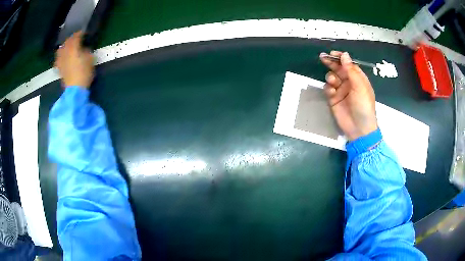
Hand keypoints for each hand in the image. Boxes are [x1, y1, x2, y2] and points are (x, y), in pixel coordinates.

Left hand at [55, 31, 94, 88]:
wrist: (75, 89)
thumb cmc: (84, 72)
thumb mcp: (90, 59)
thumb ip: (86, 50)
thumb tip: (83, 48)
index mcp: (73, 47)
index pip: (76, 36)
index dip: (80, 33)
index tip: (84, 32)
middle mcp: (65, 52)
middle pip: (67, 41)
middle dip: (71, 38)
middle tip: (76, 38)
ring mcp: (61, 60)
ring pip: (61, 49)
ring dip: (64, 46)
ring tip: (68, 46)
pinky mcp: (59, 68)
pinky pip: (58, 59)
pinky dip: (60, 55)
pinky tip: (62, 56)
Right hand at [320, 51, 377, 140]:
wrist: (358, 128)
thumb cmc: (363, 106)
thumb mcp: (360, 86)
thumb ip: (351, 70)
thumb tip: (344, 54)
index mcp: (358, 78)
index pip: (348, 64)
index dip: (341, 58)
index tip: (332, 53)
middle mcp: (349, 83)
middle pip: (338, 69)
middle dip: (331, 63)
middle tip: (323, 58)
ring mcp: (341, 91)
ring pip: (332, 78)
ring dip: (330, 77)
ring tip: (332, 82)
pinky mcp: (334, 99)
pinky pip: (328, 89)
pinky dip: (328, 88)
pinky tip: (331, 92)